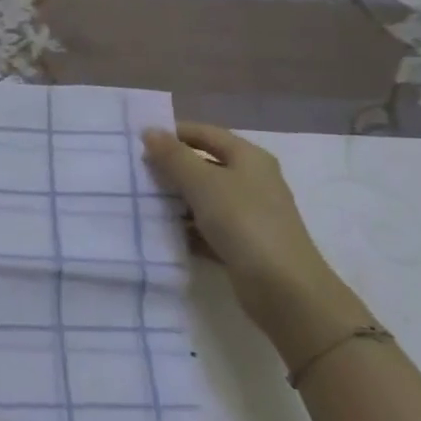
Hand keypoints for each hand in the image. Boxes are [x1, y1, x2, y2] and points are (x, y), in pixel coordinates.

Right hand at [141, 122, 363, 346]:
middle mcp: (251, 181)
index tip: (139, 142)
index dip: (173, 133)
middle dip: (170, 168)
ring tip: (141, 202)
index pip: (205, 133)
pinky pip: (207, 227)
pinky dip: (186, 228)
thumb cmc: (244, 222)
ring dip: (175, 199)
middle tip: (136, 173)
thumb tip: (150, 131)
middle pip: (204, 165)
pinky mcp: (242, 244)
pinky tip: (161, 232)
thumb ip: (173, 156)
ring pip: (203, 198)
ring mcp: (248, 214)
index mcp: (248, 158)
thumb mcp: (203, 182)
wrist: (284, 289)